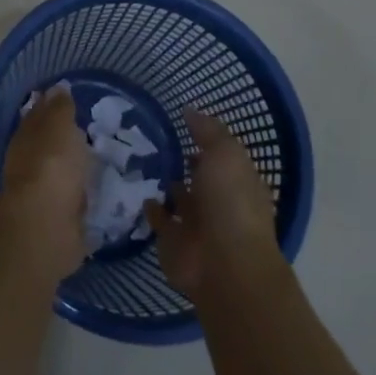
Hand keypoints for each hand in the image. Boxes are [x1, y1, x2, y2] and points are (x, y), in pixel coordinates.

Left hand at [0, 84, 90, 278]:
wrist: (46, 224)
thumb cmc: (52, 165)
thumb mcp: (58, 126)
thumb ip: (59, 108)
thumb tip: (56, 89)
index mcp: (25, 137)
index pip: (37, 116)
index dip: (51, 107)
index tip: (68, 100)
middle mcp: (28, 164)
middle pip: (47, 147)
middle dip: (63, 140)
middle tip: (89, 131)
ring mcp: (41, 194)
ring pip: (59, 174)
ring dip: (73, 169)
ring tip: (97, 162)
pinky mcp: (57, 221)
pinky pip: (72, 201)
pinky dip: (81, 196)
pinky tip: (96, 192)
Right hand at [144, 109, 280, 298]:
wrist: (223, 266)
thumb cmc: (231, 203)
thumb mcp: (226, 154)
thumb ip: (208, 131)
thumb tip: (189, 109)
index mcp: (238, 181)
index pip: (221, 156)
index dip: (205, 140)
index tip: (180, 122)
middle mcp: (219, 202)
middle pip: (200, 177)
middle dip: (183, 162)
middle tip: (153, 137)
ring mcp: (197, 223)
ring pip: (179, 198)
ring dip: (167, 184)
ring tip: (140, 159)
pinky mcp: (173, 241)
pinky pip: (160, 219)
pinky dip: (151, 208)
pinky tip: (137, 190)